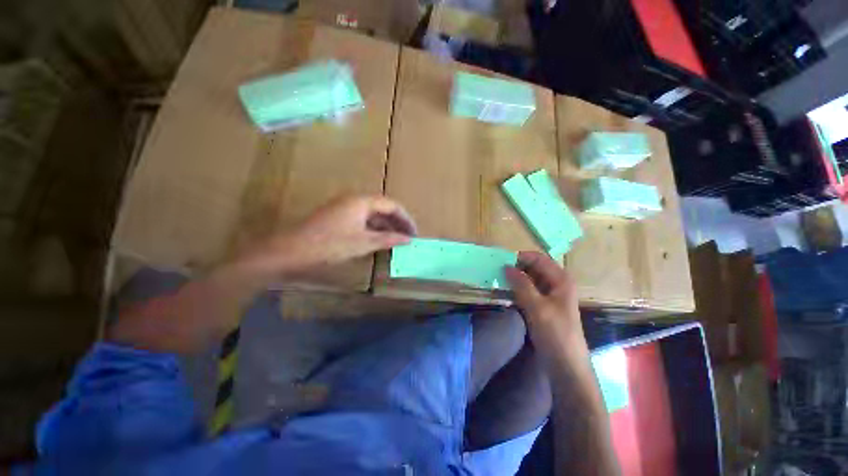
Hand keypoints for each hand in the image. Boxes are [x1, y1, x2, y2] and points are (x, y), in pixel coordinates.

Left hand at [235, 195, 416, 276]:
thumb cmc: (330, 245)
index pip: (392, 205)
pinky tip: (378, 240)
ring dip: (386, 226)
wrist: (291, 250)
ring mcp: (344, 208)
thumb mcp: (363, 243)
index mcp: (362, 201)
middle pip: (383, 208)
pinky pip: (362, 219)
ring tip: (396, 240)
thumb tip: (408, 239)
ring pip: (372, 214)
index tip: (414, 233)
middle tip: (407, 238)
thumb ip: (388, 239)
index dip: (406, 219)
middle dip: (397, 222)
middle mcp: (354, 200)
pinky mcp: (338, 217)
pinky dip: (373, 229)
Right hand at [504, 251, 587, 363]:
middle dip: (516, 268)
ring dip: (514, 279)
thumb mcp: (537, 307)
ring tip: (497, 280)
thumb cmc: (556, 333)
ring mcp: (548, 295)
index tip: (501, 262)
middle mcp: (555, 283)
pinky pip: (527, 291)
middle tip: (496, 271)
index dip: (520, 257)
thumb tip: (506, 266)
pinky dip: (516, 290)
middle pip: (533, 268)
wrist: (566, 365)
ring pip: (529, 279)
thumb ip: (521, 284)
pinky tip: (504, 292)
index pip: (538, 258)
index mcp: (560, 279)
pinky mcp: (541, 306)